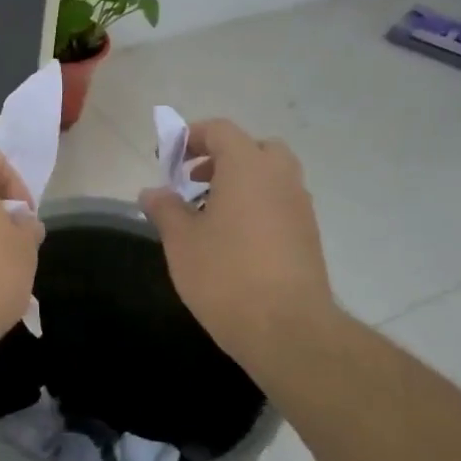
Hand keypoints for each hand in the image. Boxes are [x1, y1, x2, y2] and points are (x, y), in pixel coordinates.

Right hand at [138, 118, 340, 369]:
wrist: (288, 330)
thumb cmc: (226, 275)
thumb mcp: (181, 240)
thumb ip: (165, 208)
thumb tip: (152, 192)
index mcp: (248, 167)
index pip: (221, 131)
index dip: (191, 137)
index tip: (168, 159)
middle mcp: (280, 178)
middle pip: (254, 149)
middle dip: (222, 157)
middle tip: (194, 180)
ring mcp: (300, 208)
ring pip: (270, 177)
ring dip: (240, 183)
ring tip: (209, 214)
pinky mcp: (308, 237)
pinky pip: (279, 204)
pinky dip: (257, 206)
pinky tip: (233, 241)